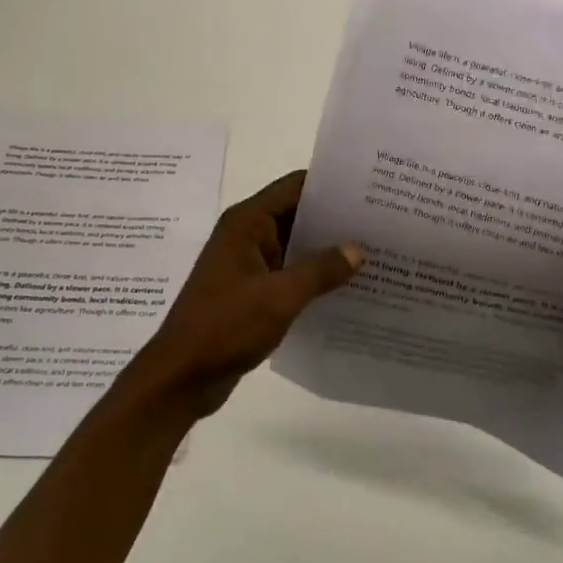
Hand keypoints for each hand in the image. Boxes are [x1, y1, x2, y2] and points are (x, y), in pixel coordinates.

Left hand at [119, 171, 362, 419]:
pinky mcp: (251, 290)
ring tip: (373, 252)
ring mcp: (248, 263)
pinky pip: (289, 272)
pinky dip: (313, 275)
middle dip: (335, 218)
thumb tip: (357, 250)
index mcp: (247, 223)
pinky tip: (346, 286)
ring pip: (295, 244)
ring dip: (326, 249)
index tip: (369, 190)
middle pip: (297, 213)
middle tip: (380, 223)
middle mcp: (247, 235)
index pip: (294, 186)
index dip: (330, 185)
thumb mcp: (280, 297)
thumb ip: (320, 270)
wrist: (181, 376)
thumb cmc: (225, 326)